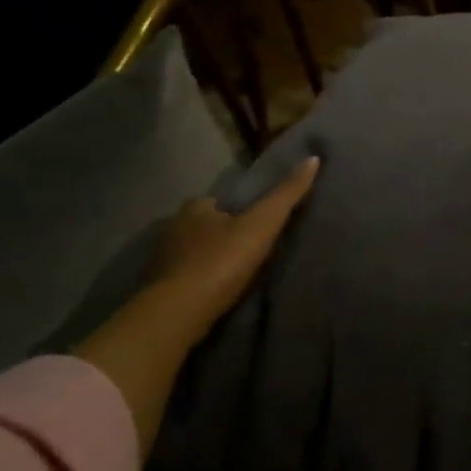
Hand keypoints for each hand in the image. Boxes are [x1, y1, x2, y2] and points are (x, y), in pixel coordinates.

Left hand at [76, 156, 318, 449]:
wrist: (179, 311)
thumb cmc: (222, 261)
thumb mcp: (263, 224)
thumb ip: (287, 194)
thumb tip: (313, 158)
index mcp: (195, 208)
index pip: (217, 201)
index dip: (237, 210)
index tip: (255, 222)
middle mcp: (172, 228)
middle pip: (203, 226)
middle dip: (220, 234)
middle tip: (247, 248)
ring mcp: (161, 260)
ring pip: (191, 252)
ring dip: (208, 258)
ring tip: (234, 273)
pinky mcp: (157, 289)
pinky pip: (182, 278)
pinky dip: (196, 281)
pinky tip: (212, 292)